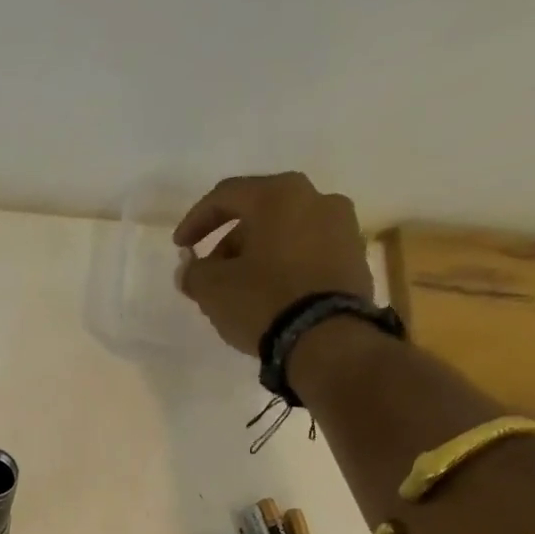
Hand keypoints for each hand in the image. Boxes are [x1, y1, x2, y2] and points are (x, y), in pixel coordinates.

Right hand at [173, 173, 371, 356]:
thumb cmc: (264, 301)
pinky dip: (284, 267)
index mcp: (280, 195)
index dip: (196, 220)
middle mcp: (317, 199)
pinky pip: (308, 254)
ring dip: (258, 255)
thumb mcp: (213, 289)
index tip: (179, 247)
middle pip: (260, 213)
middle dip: (229, 242)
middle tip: (210, 272)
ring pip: (286, 233)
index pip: (226, 195)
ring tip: (239, 289)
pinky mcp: (355, 259)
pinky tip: (270, 295)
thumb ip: (194, 272)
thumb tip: (190, 268)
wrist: (327, 338)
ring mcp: (343, 228)